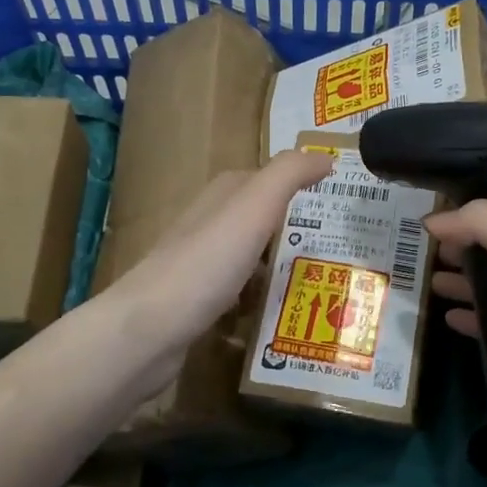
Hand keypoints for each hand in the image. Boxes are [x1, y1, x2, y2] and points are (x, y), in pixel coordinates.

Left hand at [106, 150, 331, 388]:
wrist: (148, 330)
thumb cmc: (206, 262)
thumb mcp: (253, 207)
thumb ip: (289, 175)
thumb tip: (326, 156)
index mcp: (221, 197)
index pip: (266, 180)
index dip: (298, 186)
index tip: (337, 203)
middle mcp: (209, 226)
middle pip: (260, 222)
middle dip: (294, 233)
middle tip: (338, 250)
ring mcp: (201, 267)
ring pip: (251, 261)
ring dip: (279, 271)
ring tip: (320, 288)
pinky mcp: (197, 305)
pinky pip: (239, 298)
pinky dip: (260, 305)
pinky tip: (280, 319)